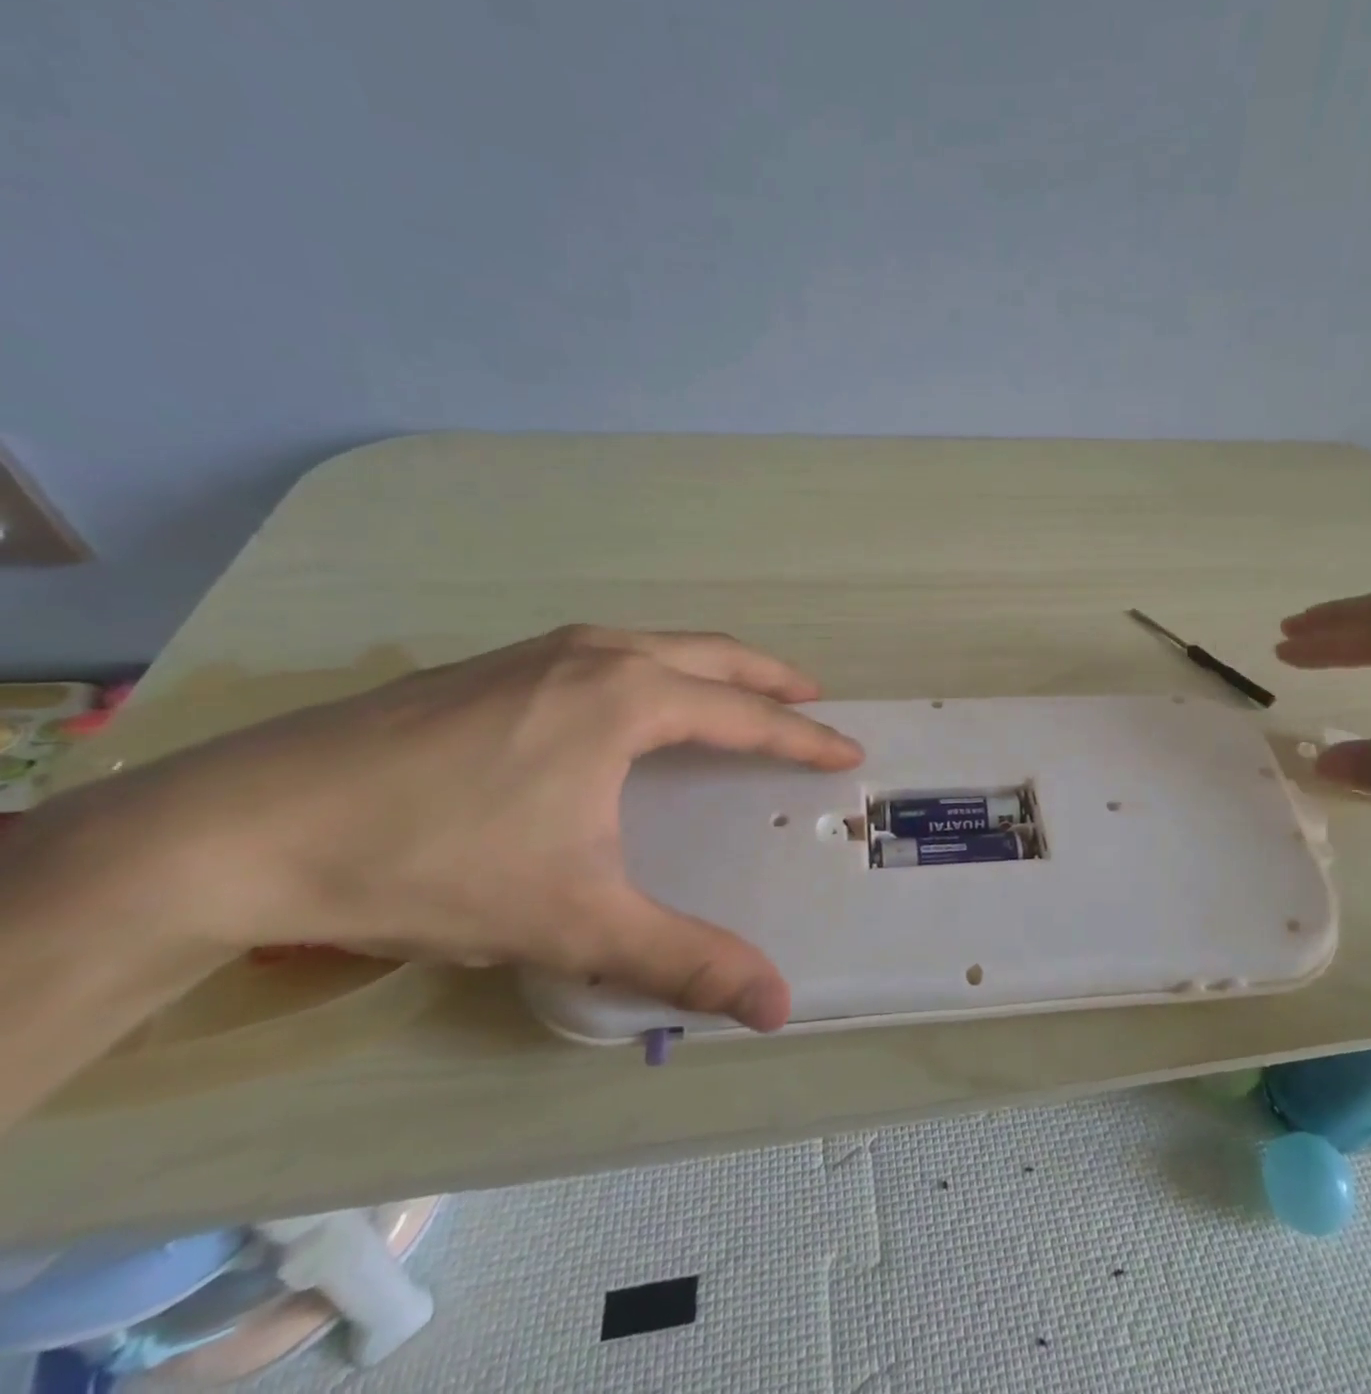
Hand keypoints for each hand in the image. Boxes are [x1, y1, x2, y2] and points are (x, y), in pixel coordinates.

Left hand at [9, 628, 863, 1031]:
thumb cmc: (434, 864)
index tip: (847, 748)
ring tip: (736, 692)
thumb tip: (778, 1005)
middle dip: (769, 675)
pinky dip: (653, 665)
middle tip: (810, 696)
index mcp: (627, 700)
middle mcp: (593, 655)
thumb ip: (684, 960)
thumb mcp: (574, 922)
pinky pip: (606, 651)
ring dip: (709, 664)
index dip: (802, 737)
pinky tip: (631, 699)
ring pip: (654, 643)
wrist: (245, 829)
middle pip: (711, 653)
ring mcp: (538, 651)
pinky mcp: (492, 665)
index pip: (744, 716)